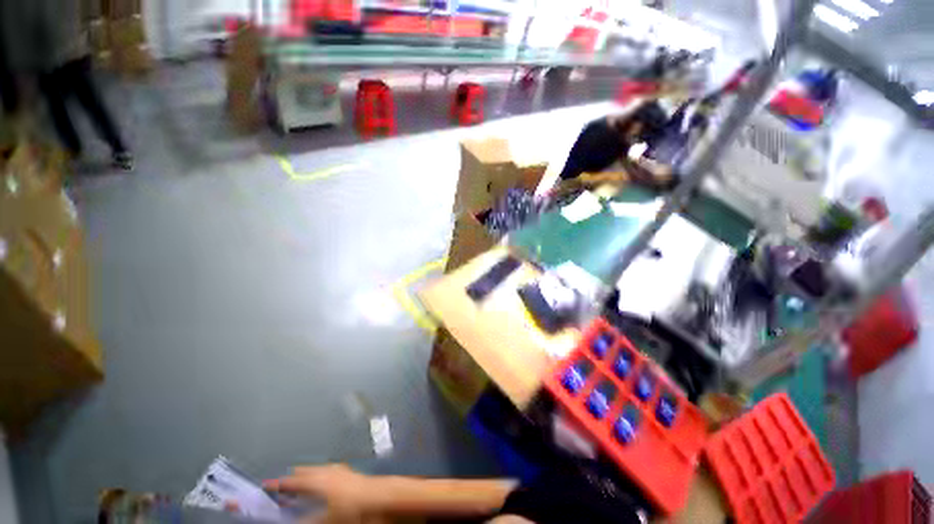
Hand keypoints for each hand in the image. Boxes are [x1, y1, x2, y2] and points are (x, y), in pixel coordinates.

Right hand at [264, 464, 382, 523]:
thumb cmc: (353, 508)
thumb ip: (306, 520)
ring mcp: (339, 469)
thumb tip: (292, 519)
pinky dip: (318, 478)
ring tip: (298, 490)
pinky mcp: (348, 472)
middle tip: (280, 491)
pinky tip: (320, 487)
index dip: (277, 485)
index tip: (264, 486)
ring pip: (315, 471)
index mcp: (317, 480)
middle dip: (291, 480)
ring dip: (305, 479)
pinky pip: (327, 472)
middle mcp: (327, 470)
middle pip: (303, 472)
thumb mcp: (326, 520)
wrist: (381, 497)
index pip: (291, 481)